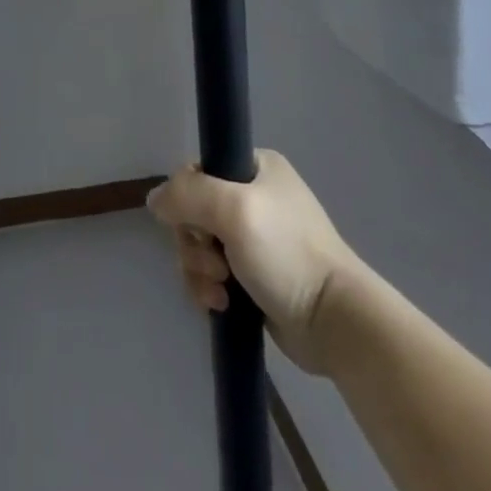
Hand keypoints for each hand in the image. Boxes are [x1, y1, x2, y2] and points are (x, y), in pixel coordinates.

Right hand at [148, 150, 368, 376]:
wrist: (336, 323)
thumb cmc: (287, 253)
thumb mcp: (233, 209)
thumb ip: (186, 195)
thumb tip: (153, 200)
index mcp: (255, 167)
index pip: (197, 170)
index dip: (186, 198)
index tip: (198, 224)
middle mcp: (253, 197)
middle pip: (193, 211)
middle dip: (193, 242)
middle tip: (214, 263)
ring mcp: (253, 239)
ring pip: (198, 245)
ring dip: (199, 269)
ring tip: (221, 291)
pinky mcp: (253, 277)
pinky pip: (210, 273)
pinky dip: (208, 288)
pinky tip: (221, 305)